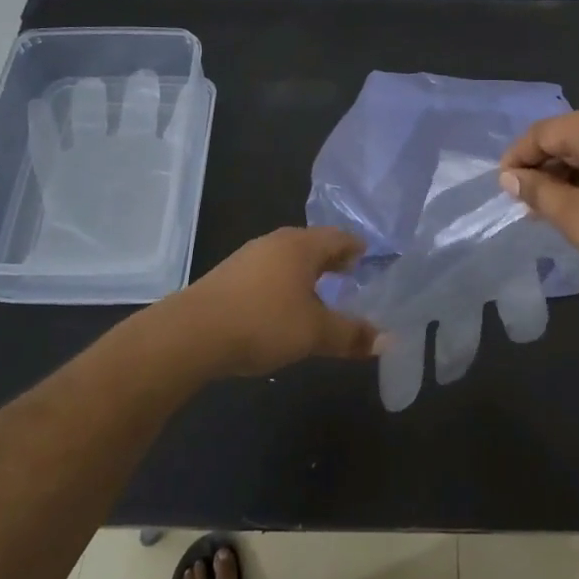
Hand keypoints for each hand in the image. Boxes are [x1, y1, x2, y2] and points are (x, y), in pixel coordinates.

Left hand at [177, 226, 378, 376]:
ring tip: (319, 295)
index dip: (356, 248)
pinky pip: (267, 273)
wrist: (191, 334)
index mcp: (301, 246)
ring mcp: (247, 257)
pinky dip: (283, 285)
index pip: (339, 237)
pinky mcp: (227, 277)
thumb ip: (351, 335)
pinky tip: (282, 307)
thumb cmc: (263, 323)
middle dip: (332, 260)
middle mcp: (275, 243)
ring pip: (287, 259)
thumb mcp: (314, 333)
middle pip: (312, 245)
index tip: (369, 259)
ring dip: (306, 274)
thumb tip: (387, 340)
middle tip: (350, 277)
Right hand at [498, 105, 578, 299]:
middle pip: (569, 136)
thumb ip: (538, 192)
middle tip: (529, 205)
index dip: (516, 159)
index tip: (503, 189)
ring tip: (558, 211)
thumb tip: (510, 177)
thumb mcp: (575, 217)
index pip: (541, 132)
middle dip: (544, 168)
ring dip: (570, 175)